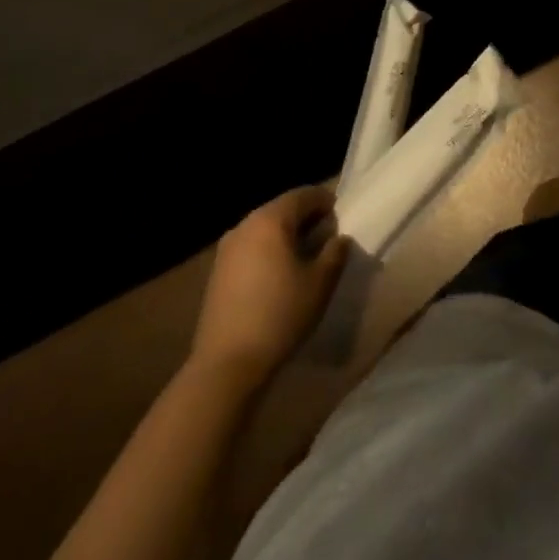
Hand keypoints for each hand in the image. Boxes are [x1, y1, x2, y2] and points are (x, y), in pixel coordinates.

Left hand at [191, 186, 348, 386]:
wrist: (227, 364)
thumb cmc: (280, 315)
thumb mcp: (320, 283)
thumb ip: (335, 252)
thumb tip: (339, 237)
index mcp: (270, 220)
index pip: (303, 195)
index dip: (325, 201)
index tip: (341, 215)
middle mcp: (245, 225)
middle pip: (281, 209)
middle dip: (306, 218)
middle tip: (327, 236)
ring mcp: (227, 248)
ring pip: (264, 229)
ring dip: (286, 235)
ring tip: (305, 256)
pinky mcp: (217, 272)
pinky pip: (250, 248)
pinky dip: (268, 251)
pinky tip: (279, 274)